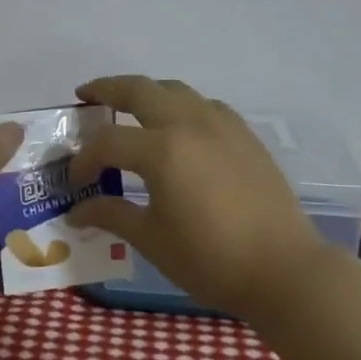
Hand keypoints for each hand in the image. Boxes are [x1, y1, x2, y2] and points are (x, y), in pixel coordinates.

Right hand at [68, 75, 329, 318]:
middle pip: (138, 90)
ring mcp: (221, 124)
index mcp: (162, 150)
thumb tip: (76, 211)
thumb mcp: (151, 239)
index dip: (84, 160)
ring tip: (128, 107)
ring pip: (174, 89)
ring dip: (145, 92)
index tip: (77, 182)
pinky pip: (204, 105)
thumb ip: (111, 215)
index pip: (107, 143)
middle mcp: (189, 124)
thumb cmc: (211, 259)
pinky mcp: (244, 134)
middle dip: (106, 90)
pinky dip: (180, 106)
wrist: (284, 270)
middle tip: (86, 97)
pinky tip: (178, 128)